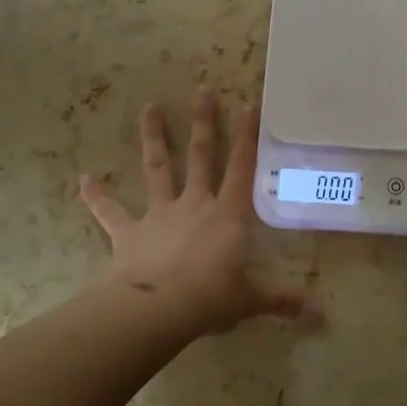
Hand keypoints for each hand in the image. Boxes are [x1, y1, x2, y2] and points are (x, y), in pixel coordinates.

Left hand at [79, 87, 317, 336]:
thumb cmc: (210, 298)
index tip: (248, 104)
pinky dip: (97, 197)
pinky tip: (84, 180)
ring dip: (153, 138)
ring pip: (156, 169)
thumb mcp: (250, 299)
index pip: (242, 167)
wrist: (156, 310)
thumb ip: (283, 301)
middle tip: (202, 89)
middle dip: (203, 122)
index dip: (247, 136)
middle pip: (201, 156)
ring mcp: (159, 215)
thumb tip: (322, 316)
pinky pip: (110, 213)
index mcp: (227, 215)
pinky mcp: (129, 233)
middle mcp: (194, 204)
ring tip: (148, 108)